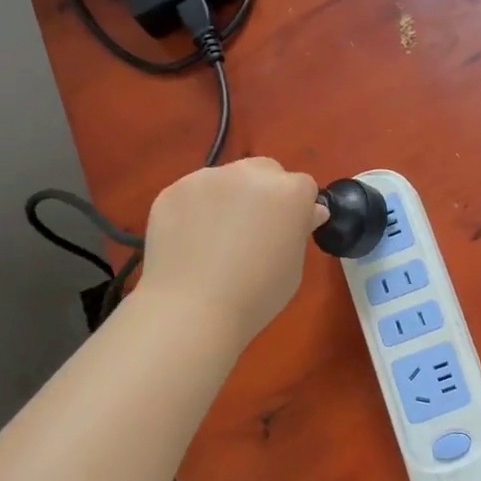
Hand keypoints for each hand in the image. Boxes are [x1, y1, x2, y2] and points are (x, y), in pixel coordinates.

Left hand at [136, 158, 325, 348]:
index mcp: (288, 192)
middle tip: (254, 229)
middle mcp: (248, 174)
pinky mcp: (173, 190)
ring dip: (229, 198)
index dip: (298, 208)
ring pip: (226, 179)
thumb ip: (299, 230)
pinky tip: (190, 241)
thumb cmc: (256, 296)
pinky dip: (196, 210)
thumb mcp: (294, 267)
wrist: (192, 309)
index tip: (288, 231)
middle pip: (265, 171)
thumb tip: (308, 212)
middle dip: (265, 192)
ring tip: (216, 238)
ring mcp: (206, 178)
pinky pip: (193, 194)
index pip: (303, 186)